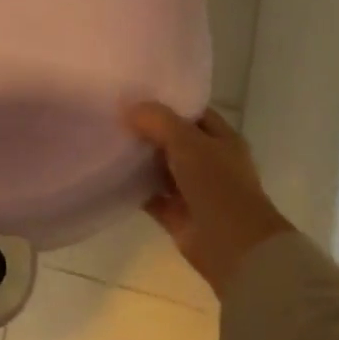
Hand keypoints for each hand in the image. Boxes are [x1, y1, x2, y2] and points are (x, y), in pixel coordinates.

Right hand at [124, 103, 295, 298]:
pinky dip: (133, 187)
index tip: (133, 93)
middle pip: (173, 139)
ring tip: (105, 140)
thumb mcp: (188, 142)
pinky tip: (109, 174)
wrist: (233, 245)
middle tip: (111, 115)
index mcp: (222, 140)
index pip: (192, 113)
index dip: (166, 103)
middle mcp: (209, 162)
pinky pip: (150, 195)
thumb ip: (158, 121)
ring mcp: (193, 189)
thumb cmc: (218, 185)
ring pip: (160, 167)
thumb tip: (128, 107)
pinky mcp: (177, 214)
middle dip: (146, 130)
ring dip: (138, 158)